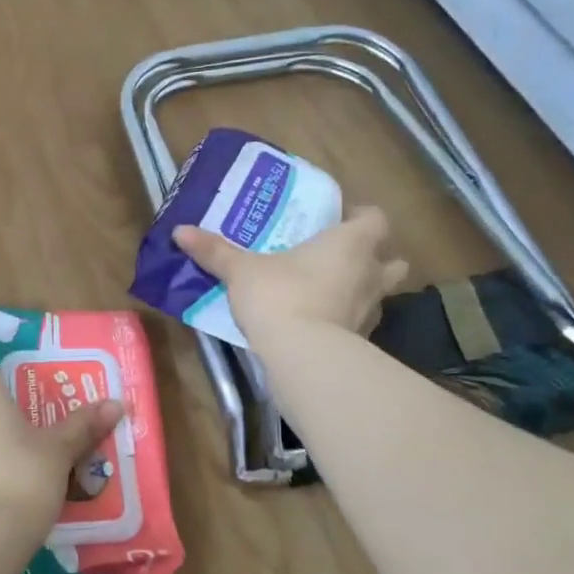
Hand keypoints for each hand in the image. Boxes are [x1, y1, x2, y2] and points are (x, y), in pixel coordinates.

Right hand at [174, 205, 409, 340]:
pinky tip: (323, 324)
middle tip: (343, 258)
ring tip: (333, 292)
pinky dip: (348, 321)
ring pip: (381, 294)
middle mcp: (370, 274)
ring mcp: (371, 311)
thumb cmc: (279, 296)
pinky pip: (362, 323)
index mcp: (350, 243)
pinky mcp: (363, 342)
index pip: (376, 218)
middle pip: (393, 260)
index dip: (361, 216)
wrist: (302, 356)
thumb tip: (179, 230)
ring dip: (364, 291)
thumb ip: (215, 250)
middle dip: (376, 258)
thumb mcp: (241, 270)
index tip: (339, 220)